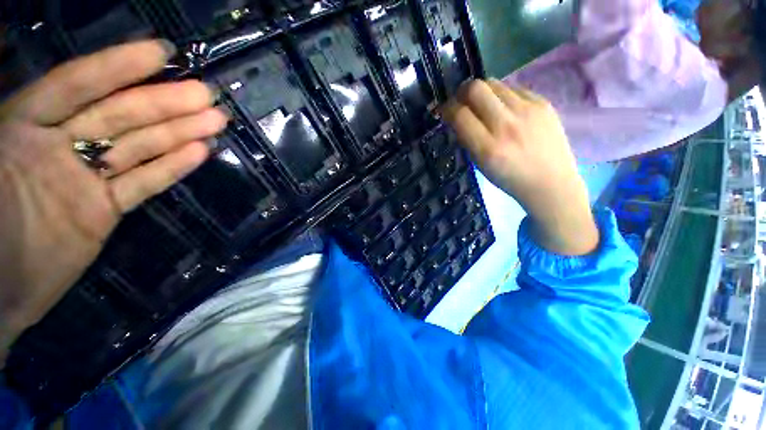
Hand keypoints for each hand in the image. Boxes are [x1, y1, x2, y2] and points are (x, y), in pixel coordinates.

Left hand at [0, 40, 227, 360]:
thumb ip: (3, 109)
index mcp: (23, 127)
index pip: (76, 85)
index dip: (117, 66)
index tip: (161, 52)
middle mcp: (58, 145)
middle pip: (119, 117)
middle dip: (164, 102)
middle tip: (207, 95)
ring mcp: (84, 180)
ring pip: (140, 148)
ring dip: (180, 132)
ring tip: (215, 120)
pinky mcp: (105, 211)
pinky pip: (144, 184)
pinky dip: (173, 168)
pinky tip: (200, 152)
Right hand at [442, 79, 597, 255]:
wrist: (551, 182)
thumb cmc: (510, 179)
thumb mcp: (480, 164)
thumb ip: (468, 139)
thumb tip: (457, 117)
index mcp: (488, 148)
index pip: (460, 115)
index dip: (447, 109)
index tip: (444, 111)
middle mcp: (506, 125)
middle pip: (476, 88)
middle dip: (462, 92)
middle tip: (461, 102)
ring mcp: (528, 110)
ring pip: (494, 83)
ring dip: (482, 92)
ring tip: (483, 106)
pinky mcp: (543, 103)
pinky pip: (514, 89)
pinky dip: (502, 96)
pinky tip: (505, 109)